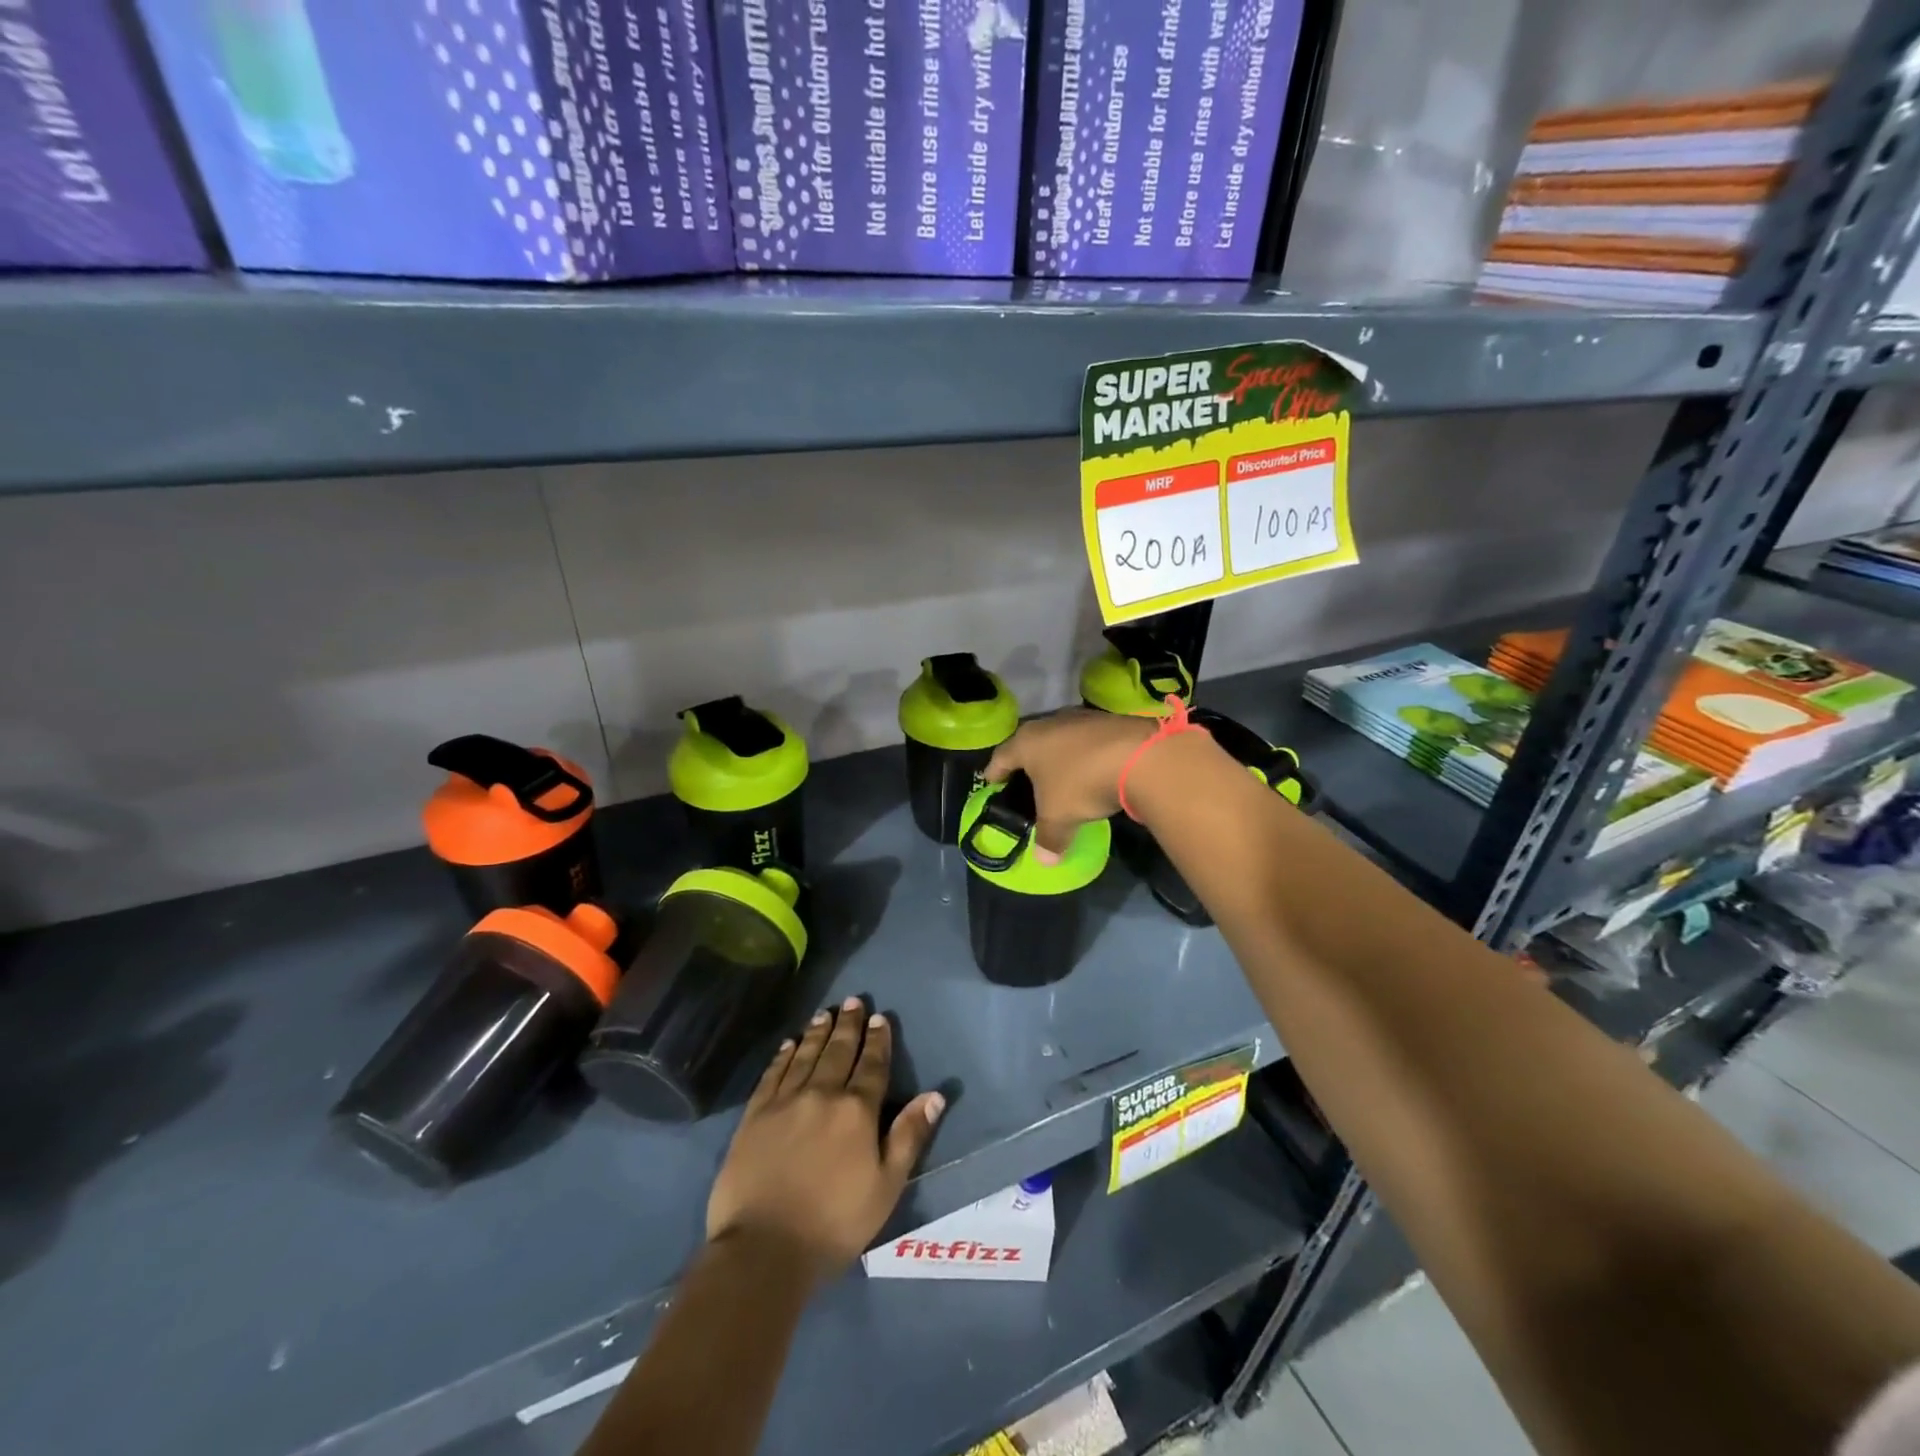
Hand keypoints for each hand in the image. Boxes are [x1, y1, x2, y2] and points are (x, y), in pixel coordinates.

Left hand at [707, 997, 944, 1281]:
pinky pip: (773, 1074)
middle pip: (838, 1052)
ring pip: (806, 1055)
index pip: (872, 1066)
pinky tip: (789, 1044)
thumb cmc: (834, 1224)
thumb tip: (934, 1095)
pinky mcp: (755, 1115)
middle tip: (852, 1000)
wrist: (763, 1249)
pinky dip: (783, 1055)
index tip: (879, 1017)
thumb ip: (909, 1136)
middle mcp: (822, 1094)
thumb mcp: (886, 1187)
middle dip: (848, 1025)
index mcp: (857, 1110)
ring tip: (824, 1013)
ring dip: (818, 1033)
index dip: (877, 1040)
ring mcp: (785, 1101)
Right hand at [983, 708, 1154, 855]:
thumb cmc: (1081, 783)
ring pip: (1061, 739)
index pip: (1002, 756)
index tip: (990, 782)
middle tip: (1025, 780)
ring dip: (1059, 757)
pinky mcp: (1109, 722)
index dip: (995, 771)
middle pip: (1031, 742)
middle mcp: (1050, 723)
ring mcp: (1082, 719)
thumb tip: (1044, 862)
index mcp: (1027, 742)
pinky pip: (1088, 741)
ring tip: (1060, 776)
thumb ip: (1048, 838)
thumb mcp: (1059, 817)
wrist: (1139, 756)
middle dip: (1027, 762)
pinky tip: (1092, 770)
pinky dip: (1085, 756)